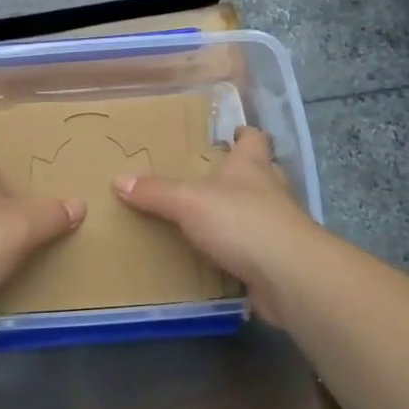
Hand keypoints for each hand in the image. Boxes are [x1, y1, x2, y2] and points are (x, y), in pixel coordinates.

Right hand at [114, 126, 327, 325]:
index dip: (244, 134)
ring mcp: (280, 228)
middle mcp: (271, 191)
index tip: (232, 132)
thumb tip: (118, 179)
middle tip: (214, 178)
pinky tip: (223, 259)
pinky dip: (243, 252)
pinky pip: (258, 250)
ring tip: (213, 219)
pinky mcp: (280, 261)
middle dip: (243, 174)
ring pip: (262, 212)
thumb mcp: (188, 201)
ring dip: (243, 215)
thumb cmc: (241, 222)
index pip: (253, 139)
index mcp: (252, 167)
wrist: (289, 276)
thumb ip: (156, 192)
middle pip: (262, 173)